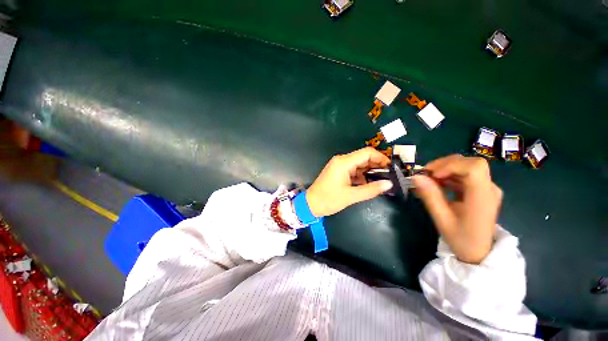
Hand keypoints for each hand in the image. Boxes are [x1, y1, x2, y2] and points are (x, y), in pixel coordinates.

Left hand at [306, 147, 393, 216]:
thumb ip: (371, 189)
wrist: (311, 204)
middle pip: (364, 157)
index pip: (367, 153)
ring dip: (370, 172)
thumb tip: (389, 184)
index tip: (391, 169)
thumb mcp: (351, 196)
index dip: (381, 158)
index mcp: (344, 162)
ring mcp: (339, 166)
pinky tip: (369, 184)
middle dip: (377, 166)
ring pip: (359, 164)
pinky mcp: (339, 171)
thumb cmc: (329, 199)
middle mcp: (342, 160)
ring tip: (381, 182)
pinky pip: (354, 170)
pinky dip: (362, 176)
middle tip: (388, 177)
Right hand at [412, 155, 502, 263]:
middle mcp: (489, 188)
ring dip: (445, 169)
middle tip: (425, 174)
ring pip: (466, 166)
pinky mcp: (481, 190)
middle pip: (470, 163)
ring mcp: (486, 188)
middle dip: (445, 165)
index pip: (474, 167)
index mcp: (482, 197)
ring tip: (428, 179)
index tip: (432, 175)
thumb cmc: (461, 239)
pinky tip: (437, 184)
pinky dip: (448, 175)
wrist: (479, 252)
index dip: (451, 166)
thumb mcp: (442, 219)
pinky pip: (464, 175)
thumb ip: (430, 196)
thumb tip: (416, 177)